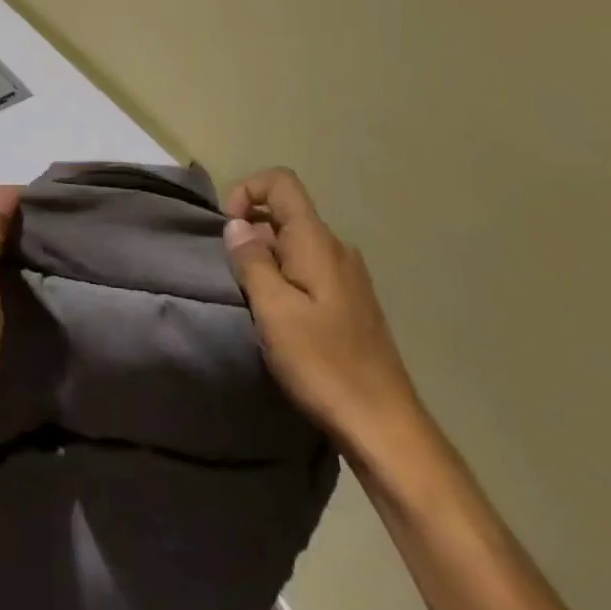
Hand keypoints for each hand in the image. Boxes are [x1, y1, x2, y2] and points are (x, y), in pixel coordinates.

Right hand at [222, 167, 423, 461]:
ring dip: (264, 260)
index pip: (281, 183)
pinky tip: (276, 318)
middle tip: (230, 276)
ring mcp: (347, 277)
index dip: (247, 191)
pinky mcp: (349, 304)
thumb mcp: (274, 311)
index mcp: (318, 242)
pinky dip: (282, 279)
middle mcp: (336, 249)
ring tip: (249, 301)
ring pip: (294, 245)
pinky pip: (307, 271)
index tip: (226, 229)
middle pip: (285, 214)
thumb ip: (252, 261)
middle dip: (250, 232)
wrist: (384, 426)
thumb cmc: (324, 364)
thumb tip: (236, 225)